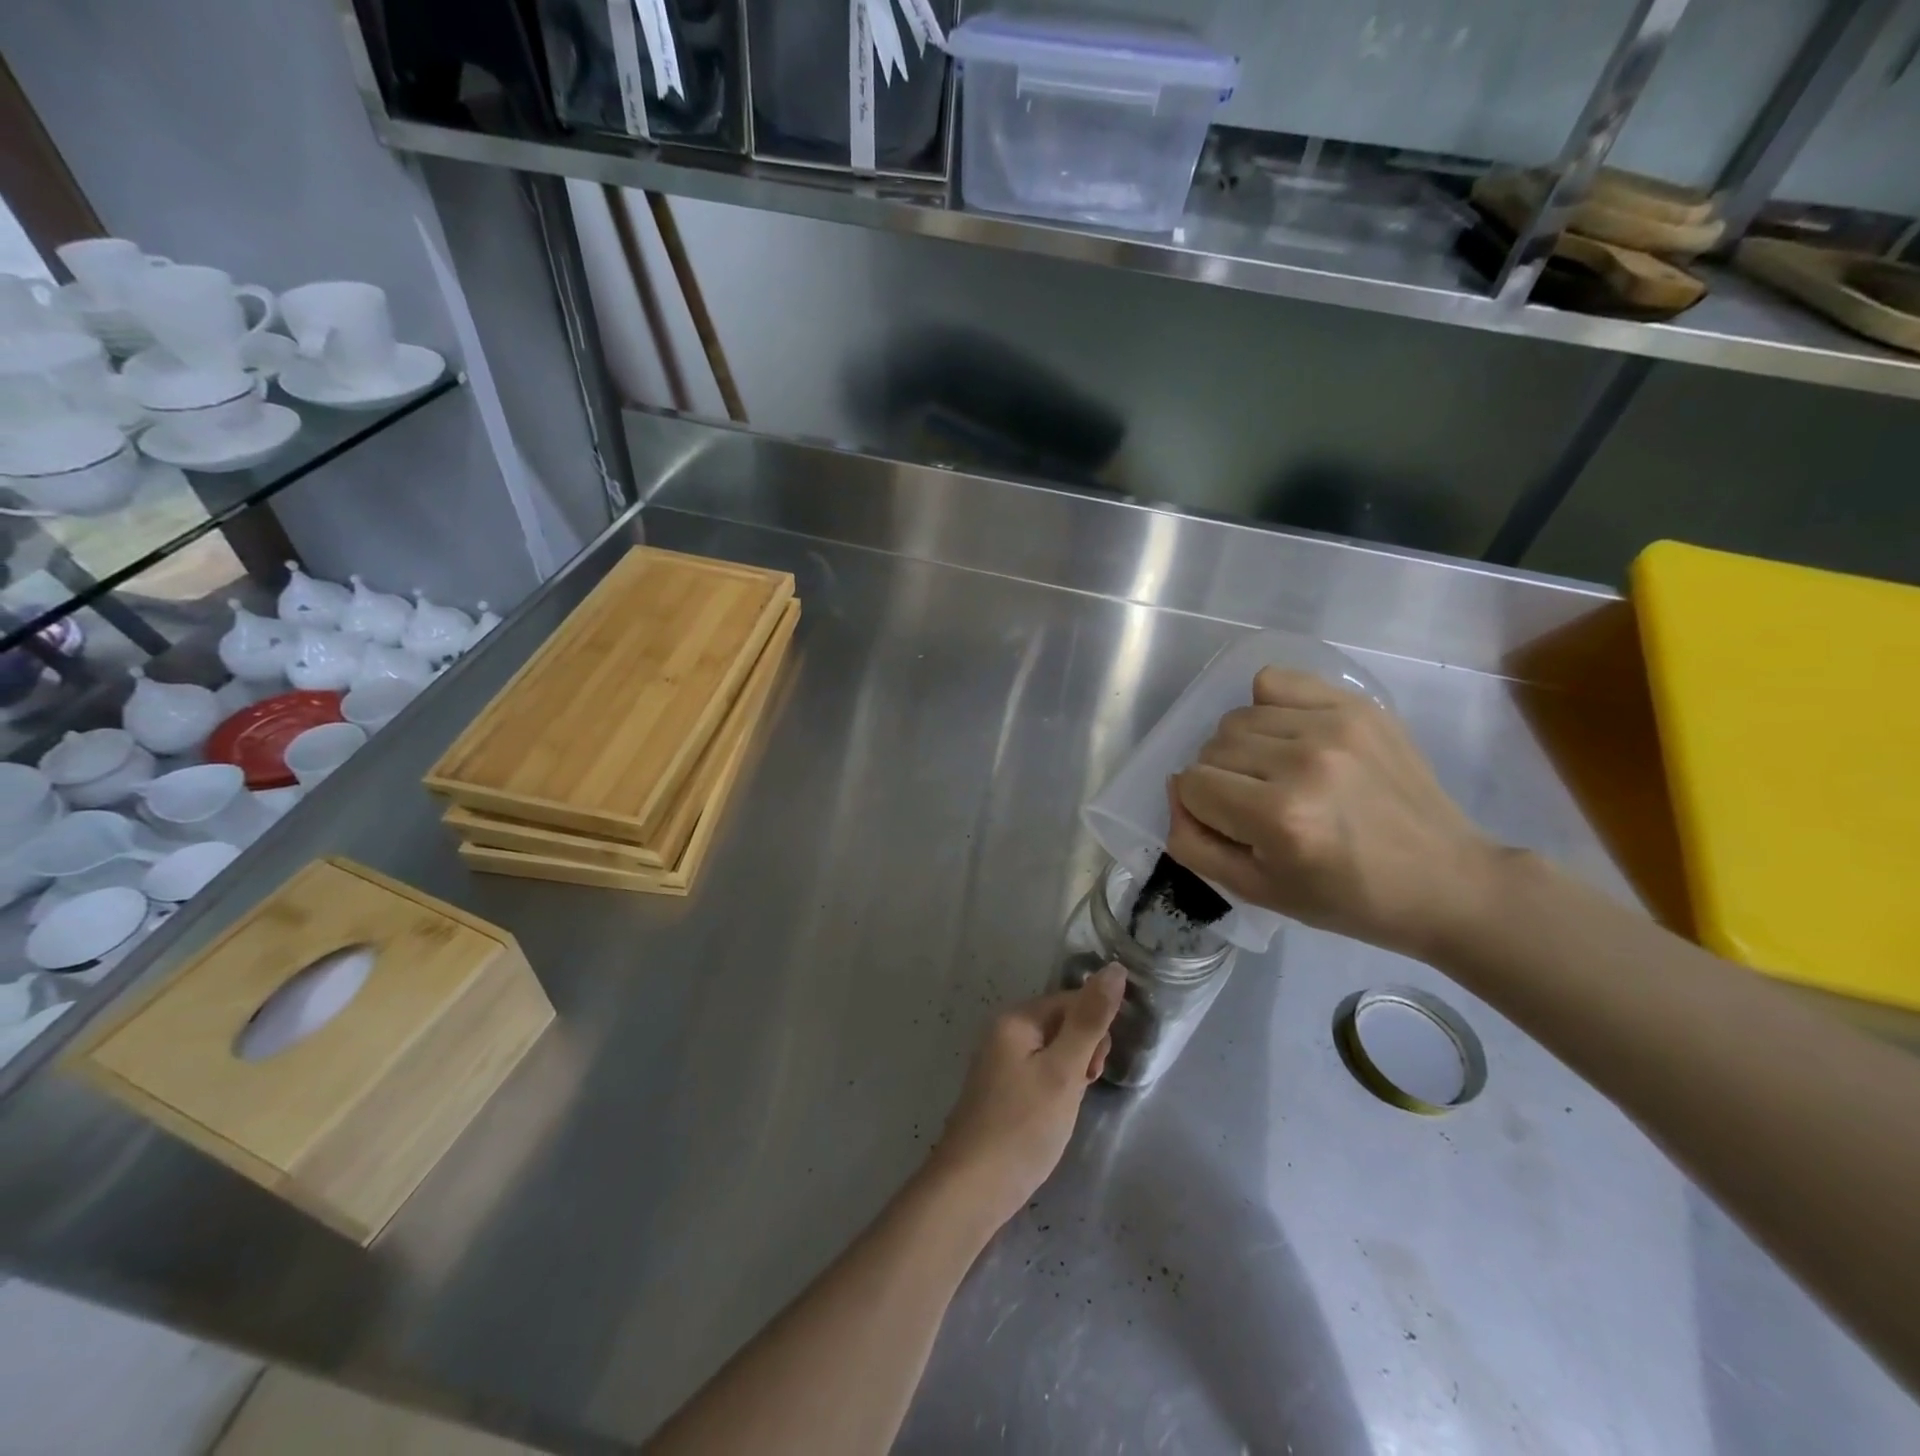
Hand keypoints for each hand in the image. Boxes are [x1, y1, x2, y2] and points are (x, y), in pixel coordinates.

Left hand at [927, 967, 1123, 1229]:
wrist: (970, 1190)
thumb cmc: (1022, 1127)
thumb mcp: (1064, 1071)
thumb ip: (1090, 1020)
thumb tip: (1115, 968)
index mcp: (1016, 1019)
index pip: (1071, 1001)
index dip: (1095, 1030)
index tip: (1098, 1069)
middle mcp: (1003, 1032)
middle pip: (1061, 1024)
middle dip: (1083, 1052)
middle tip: (1083, 1089)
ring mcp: (999, 1063)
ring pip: (1053, 1053)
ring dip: (1071, 1074)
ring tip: (1067, 1108)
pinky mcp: (1000, 1092)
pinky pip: (1039, 1074)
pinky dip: (1055, 1090)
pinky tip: (1053, 1118)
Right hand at [1167, 667, 1505, 957]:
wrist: (1445, 880)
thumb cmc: (1348, 899)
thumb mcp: (1258, 891)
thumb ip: (1194, 843)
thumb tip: (1176, 791)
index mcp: (1279, 818)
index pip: (1191, 784)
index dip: (1200, 808)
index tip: (1233, 827)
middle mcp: (1303, 762)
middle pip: (1211, 747)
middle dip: (1219, 779)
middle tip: (1255, 805)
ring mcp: (1334, 726)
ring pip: (1238, 718)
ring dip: (1242, 747)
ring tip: (1277, 772)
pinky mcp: (1357, 706)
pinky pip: (1276, 682)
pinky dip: (1268, 706)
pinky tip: (1290, 735)